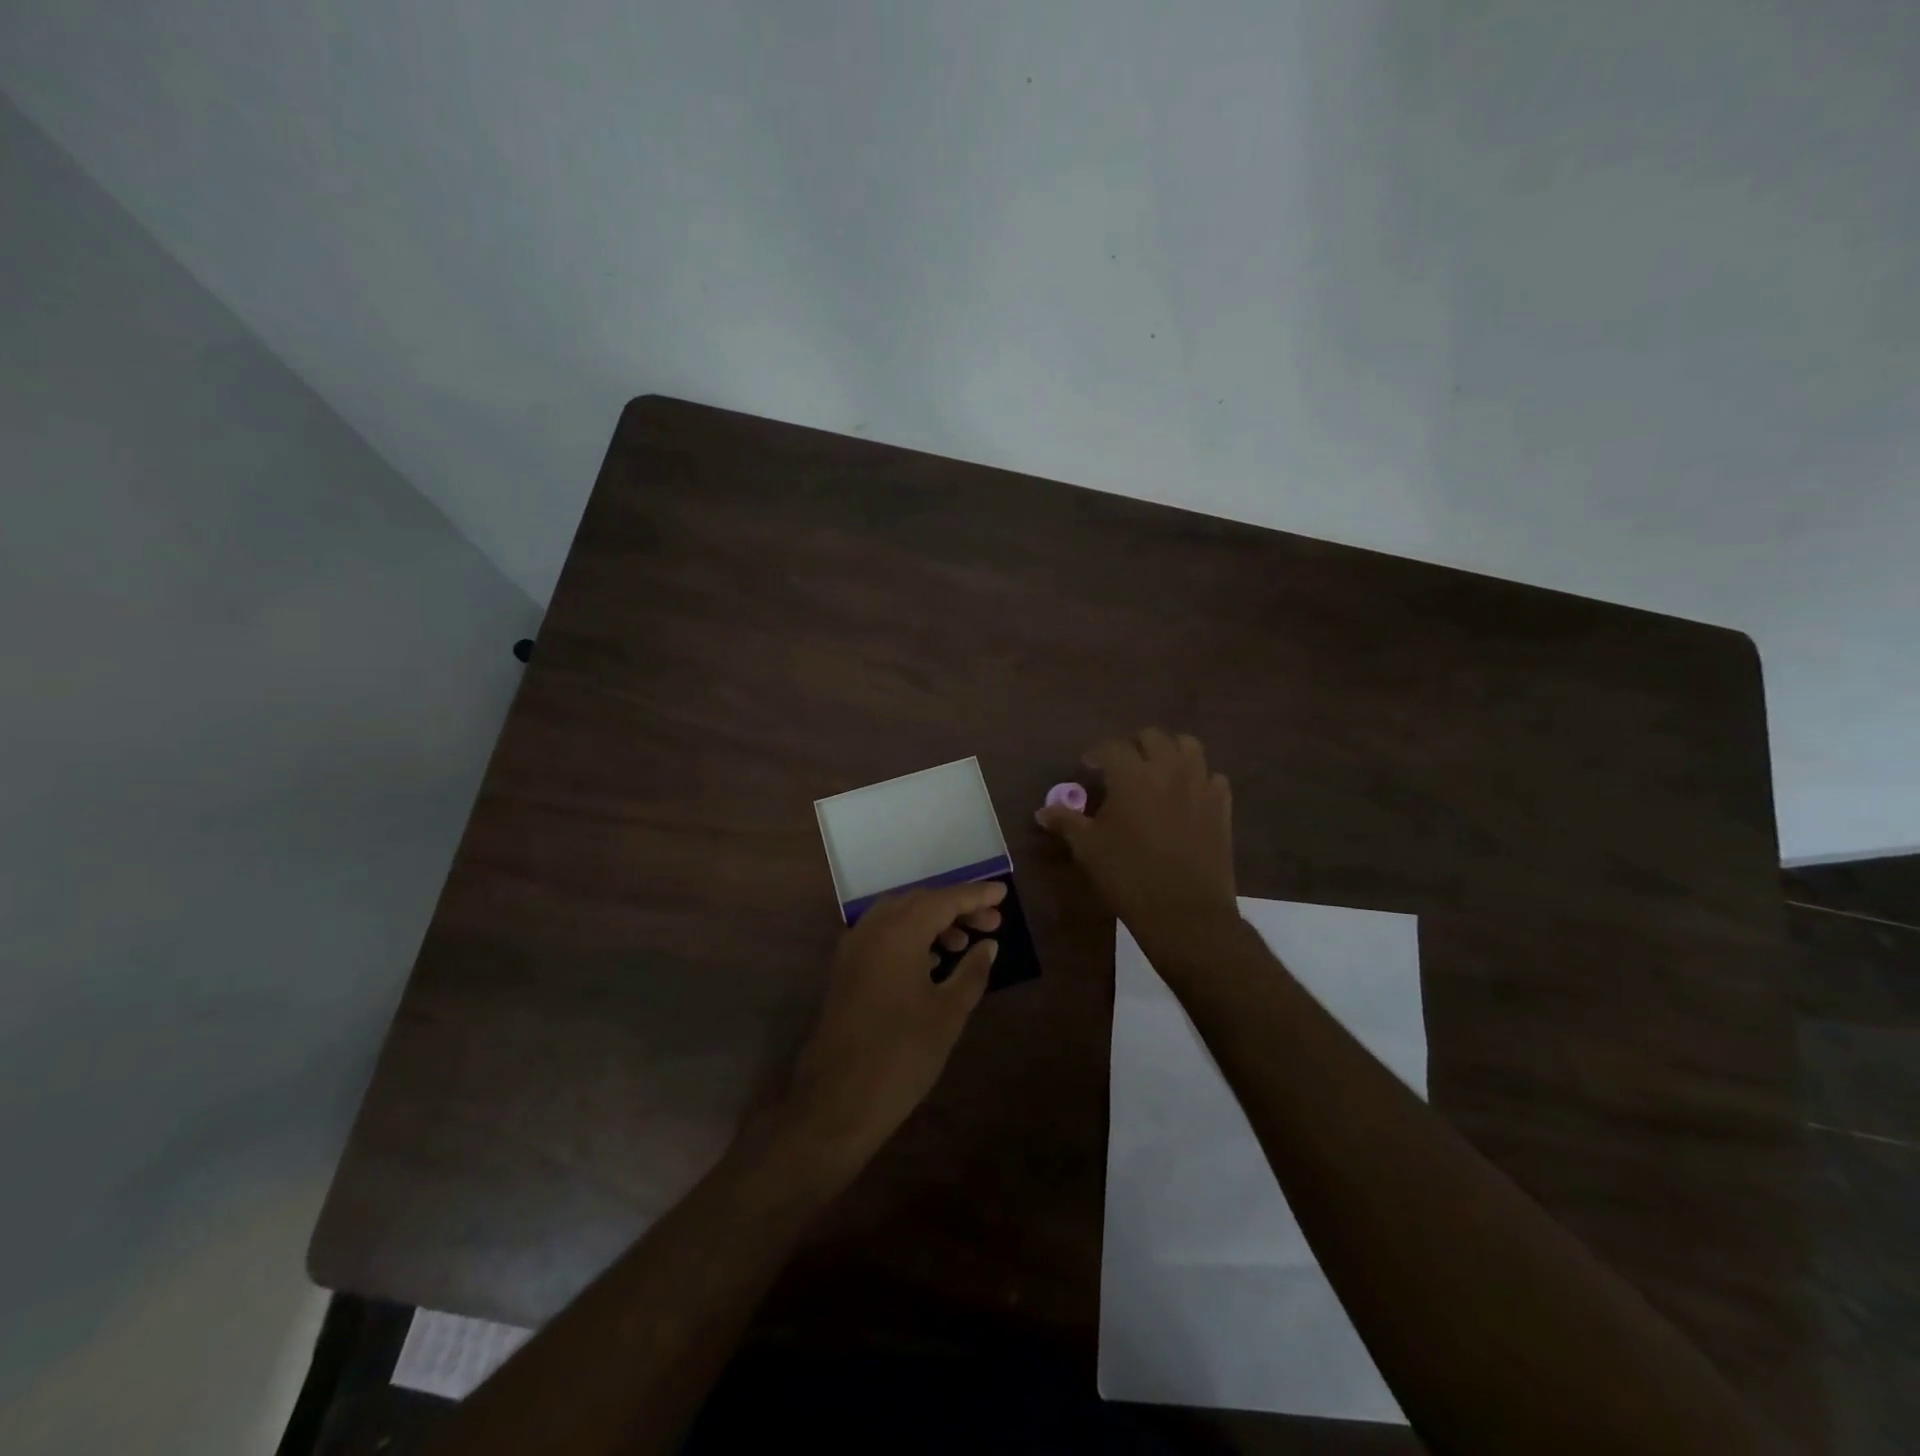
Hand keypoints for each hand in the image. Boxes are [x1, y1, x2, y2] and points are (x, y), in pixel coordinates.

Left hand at [786, 881, 1004, 1161]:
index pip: (943, 899)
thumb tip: (988, 945)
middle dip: (956, 907)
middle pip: (919, 902)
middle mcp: (871, 929)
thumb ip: (972, 971)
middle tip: (991, 922)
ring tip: (963, 944)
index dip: (975, 895)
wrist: (838, 1101)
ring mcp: (853, 948)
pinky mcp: (845, 969)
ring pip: (898, 917)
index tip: (1003, 893)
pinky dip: (910, 937)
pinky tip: (931, 961)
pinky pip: (882, 935)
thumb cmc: (902, 1055)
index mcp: (898, 933)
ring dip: (932, 922)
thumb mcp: (948, 1013)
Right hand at [1036, 728, 1238, 953]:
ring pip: (1188, 746)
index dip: (1095, 753)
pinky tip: (1187, 795)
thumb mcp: (1088, 849)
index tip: (1087, 768)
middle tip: (1121, 767)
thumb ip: (1066, 822)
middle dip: (1133, 745)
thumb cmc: (1128, 876)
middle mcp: (1168, 769)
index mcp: (1131, 775)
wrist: (1184, 912)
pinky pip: (1212, 776)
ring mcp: (1200, 785)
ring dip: (1169, 751)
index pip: (1111, 747)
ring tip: (1157, 771)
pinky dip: (1198, 778)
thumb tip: (1042, 812)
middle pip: (1152, 737)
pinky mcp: (1221, 805)